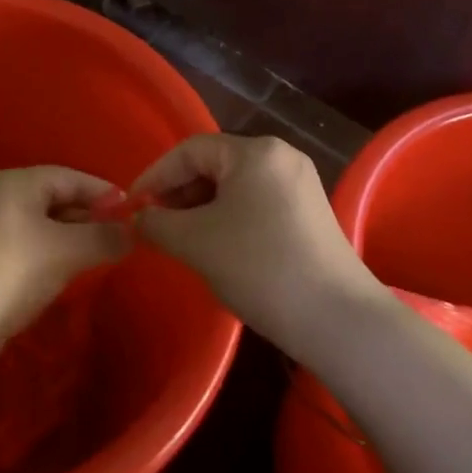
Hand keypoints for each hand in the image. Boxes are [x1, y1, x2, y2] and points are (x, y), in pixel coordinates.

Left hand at [0, 166, 129, 369]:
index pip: (68, 177)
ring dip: (70, 238)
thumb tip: (131, 232)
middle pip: (53, 198)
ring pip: (40, 225)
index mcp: (12, 182)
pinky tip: (66, 274)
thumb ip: (102, 237)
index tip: (134, 211)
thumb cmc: (9, 272)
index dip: (102, 192)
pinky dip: (49, 254)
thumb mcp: (64, 251)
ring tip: (101, 255)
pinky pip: (26, 246)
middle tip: (122, 237)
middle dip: (88, 216)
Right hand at [129, 134, 385, 352]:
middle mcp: (280, 156)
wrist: (339, 321)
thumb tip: (139, 218)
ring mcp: (300, 184)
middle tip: (156, 225)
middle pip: (213, 165)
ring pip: (234, 186)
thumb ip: (157, 223)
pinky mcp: (310, 213)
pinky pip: (255, 202)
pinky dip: (228, 218)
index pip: (189, 151)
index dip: (155, 176)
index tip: (132, 207)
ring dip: (201, 208)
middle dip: (178, 193)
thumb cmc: (260, 267)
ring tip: (182, 240)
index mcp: (255, 151)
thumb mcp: (195, 242)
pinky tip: (217, 247)